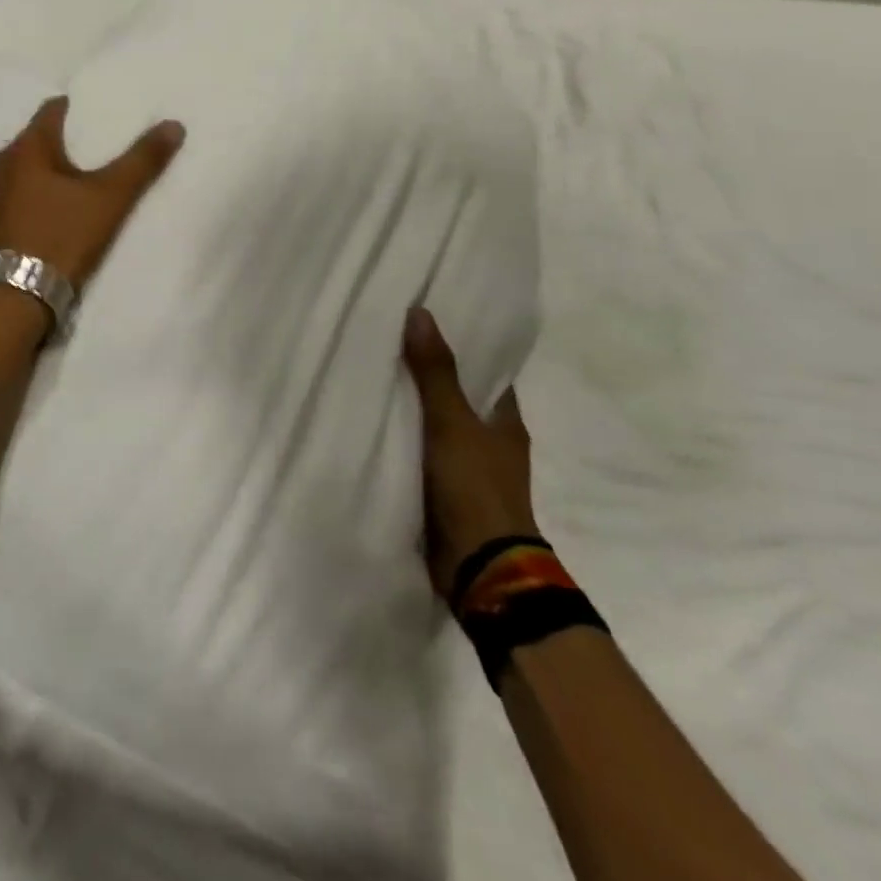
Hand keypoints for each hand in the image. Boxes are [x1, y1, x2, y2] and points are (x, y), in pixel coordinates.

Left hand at [0, 97, 185, 289]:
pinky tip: (45, 214)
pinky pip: (9, 198)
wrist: (13, 299)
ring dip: (41, 174)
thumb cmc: (61, 238)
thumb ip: (141, 162)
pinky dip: (28, 198)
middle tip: (92, 152)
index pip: (51, 110)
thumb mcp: (109, 199)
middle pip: (34, 141)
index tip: (97, 115)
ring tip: (71, 184)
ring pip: (19, 172)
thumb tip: (173, 124)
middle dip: (60, 143)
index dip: (76, 109)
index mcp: (26, 148)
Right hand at [404, 307, 539, 602]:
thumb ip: (435, 371)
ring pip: (439, 428)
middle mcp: (492, 443)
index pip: (487, 373)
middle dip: (431, 376)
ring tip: (374, 378)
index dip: (463, 348)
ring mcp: (470, 471)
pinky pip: (423, 455)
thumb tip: (420, 312)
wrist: (480, 568)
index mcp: (506, 422)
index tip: (429, 324)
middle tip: (390, 344)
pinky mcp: (448, 494)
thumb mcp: (451, 422)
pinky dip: (406, 441)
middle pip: (460, 398)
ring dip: (416, 411)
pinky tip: (376, 426)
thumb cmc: (475, 487)